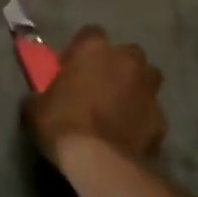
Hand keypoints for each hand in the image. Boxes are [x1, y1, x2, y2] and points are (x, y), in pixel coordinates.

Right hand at [24, 27, 165, 166]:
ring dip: (135, 89)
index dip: (80, 51)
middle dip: (116, 66)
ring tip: (119, 109)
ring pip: (147, 79)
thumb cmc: (62, 124)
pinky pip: (150, 113)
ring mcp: (148, 89)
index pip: (90, 34)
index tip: (70, 69)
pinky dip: (142, 120)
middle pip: (126, 54)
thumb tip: (39, 99)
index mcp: (95, 48)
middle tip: (99, 87)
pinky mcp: (162, 119)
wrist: (99, 162)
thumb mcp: (36, 107)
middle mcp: (127, 60)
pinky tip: (128, 135)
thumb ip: (41, 94)